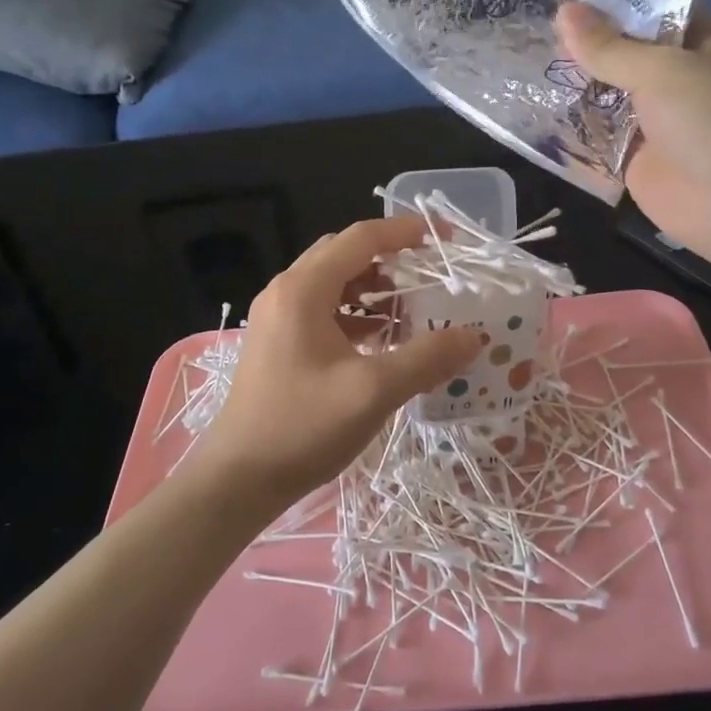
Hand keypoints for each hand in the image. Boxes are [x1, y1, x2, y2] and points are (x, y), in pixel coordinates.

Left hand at [196, 217, 482, 507]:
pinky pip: (322, 310)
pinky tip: (379, 340)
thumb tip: (473, 336)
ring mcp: (277, 318)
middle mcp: (286, 292)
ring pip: (333, 283)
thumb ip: (426, 358)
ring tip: (409, 311)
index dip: (405, 232)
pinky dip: (355, 314)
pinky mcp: (277, 343)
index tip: (445, 238)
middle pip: (344, 255)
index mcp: (303, 289)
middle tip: (429, 276)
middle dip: (390, 260)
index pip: (361, 238)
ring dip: (372, 289)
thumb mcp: (373, 392)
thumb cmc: (302, 427)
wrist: (237, 479)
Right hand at [556, 2, 710, 264]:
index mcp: (710, 41)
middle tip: (535, 22)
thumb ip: (610, 47)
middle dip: (588, 42)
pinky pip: (600, 134)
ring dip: (576, 82)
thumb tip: (562, 11)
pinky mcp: (639, 157)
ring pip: (610, 93)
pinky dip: (573, 126)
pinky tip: (534, 106)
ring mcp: (661, 119)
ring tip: (525, 56)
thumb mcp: (662, 71)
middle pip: (629, 51)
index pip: (659, 7)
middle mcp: (686, 76)